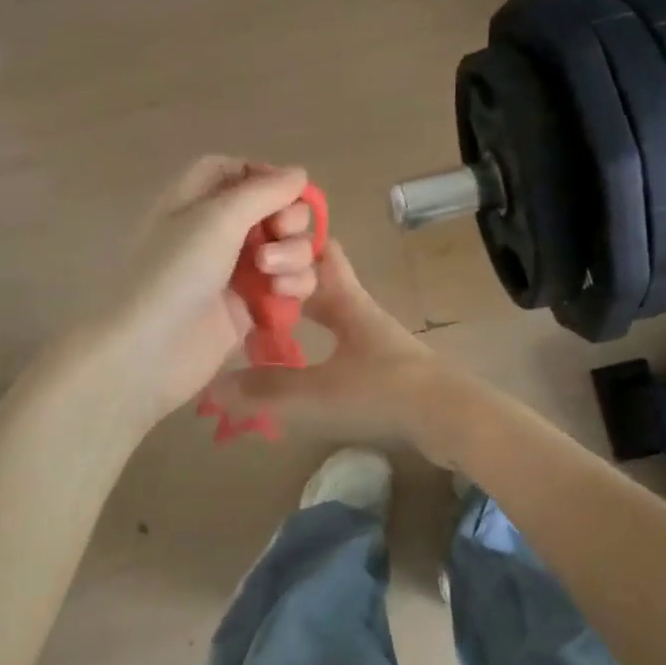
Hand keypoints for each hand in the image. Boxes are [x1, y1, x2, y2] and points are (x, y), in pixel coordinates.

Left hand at [95, 157, 320, 426]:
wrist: (150, 352)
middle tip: (279, 233)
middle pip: (273, 209)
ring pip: (288, 248)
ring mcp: (236, 270)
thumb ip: (264, 191)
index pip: (237, 171)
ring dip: (293, 255)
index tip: (288, 190)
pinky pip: (288, 284)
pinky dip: (294, 285)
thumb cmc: (175, 273)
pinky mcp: (251, 306)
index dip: (266, 176)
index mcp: (197, 200)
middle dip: (289, 219)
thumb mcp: (217, 219)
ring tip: (272, 275)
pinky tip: (281, 296)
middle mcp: (218, 231)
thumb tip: (299, 173)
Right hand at [205, 239, 445, 449]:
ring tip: (267, 325)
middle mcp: (361, 312)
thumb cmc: (383, 392)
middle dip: (291, 279)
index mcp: (347, 302)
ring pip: (335, 311)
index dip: (291, 246)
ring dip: (305, 312)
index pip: (321, 254)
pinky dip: (320, 341)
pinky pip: (344, 341)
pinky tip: (301, 362)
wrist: (450, 418)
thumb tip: (214, 387)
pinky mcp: (385, 366)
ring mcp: (376, 339)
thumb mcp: (319, 391)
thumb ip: (267, 390)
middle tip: (253, 290)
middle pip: (326, 280)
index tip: (255, 254)